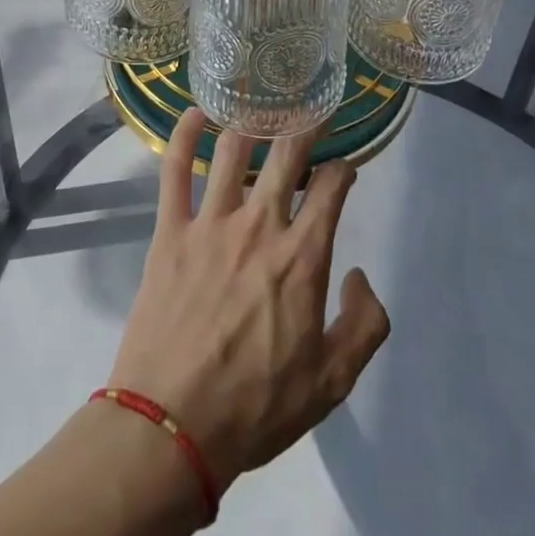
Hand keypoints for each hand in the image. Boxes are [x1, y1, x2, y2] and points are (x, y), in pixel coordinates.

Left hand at [108, 110, 390, 490]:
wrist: (171, 427)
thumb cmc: (256, 408)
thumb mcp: (333, 383)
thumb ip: (365, 325)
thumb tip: (360, 276)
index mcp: (302, 257)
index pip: (332, 187)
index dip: (344, 167)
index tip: (345, 167)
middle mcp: (259, 225)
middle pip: (287, 153)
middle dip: (306, 125)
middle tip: (312, 109)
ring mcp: (210, 223)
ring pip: (233, 151)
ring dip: (251, 122)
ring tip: (261, 108)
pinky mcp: (169, 232)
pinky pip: (174, 170)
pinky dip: (183, 134)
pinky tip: (195, 112)